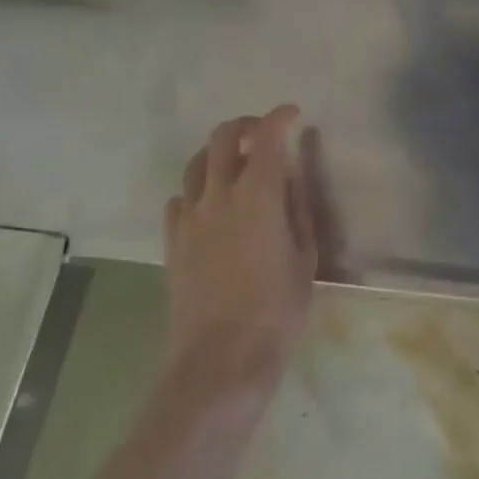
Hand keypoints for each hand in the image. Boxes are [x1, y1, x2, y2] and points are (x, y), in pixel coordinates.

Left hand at [162, 106, 316, 409]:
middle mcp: (219, 194)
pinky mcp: (172, 243)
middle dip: (245, 125)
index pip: (267, 134)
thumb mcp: (305, 256)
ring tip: (235, 165)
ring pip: (196, 163)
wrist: (219, 364)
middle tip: (262, 133)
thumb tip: (290, 176)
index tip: (294, 115)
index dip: (281, 117)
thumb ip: (298, 207)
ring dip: (218, 153)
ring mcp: (190, 218)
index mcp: (259, 193)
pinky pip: (179, 200)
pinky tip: (210, 206)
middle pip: (222, 137)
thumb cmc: (277, 311)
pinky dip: (197, 190)